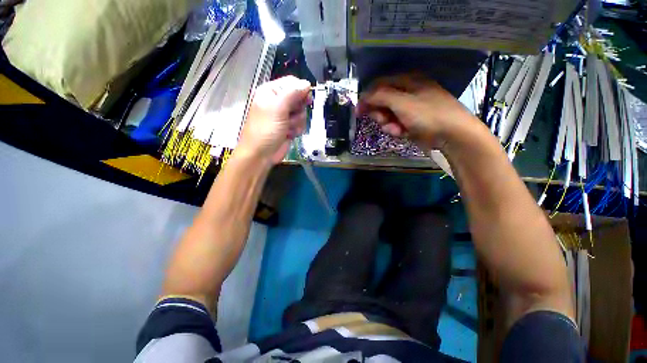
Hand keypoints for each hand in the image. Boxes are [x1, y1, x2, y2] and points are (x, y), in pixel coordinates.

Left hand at [237, 76, 311, 164]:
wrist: (261, 155)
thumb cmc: (266, 130)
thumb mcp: (278, 108)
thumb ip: (292, 93)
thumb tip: (306, 83)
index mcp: (271, 92)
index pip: (292, 83)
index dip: (301, 90)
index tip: (306, 99)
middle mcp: (278, 102)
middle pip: (299, 99)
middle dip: (298, 109)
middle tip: (291, 116)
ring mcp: (284, 116)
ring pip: (301, 113)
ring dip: (297, 122)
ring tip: (287, 128)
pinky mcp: (288, 127)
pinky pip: (300, 124)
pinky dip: (296, 130)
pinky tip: (289, 134)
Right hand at [357, 74, 474, 150]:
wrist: (452, 134)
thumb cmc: (428, 114)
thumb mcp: (403, 103)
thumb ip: (380, 97)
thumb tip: (363, 96)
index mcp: (407, 81)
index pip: (380, 85)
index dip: (367, 97)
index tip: (359, 111)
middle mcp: (407, 92)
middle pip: (382, 102)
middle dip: (380, 113)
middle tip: (383, 120)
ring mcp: (409, 108)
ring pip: (387, 115)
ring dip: (388, 124)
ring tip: (397, 129)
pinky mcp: (410, 122)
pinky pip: (395, 124)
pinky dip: (396, 130)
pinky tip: (402, 133)